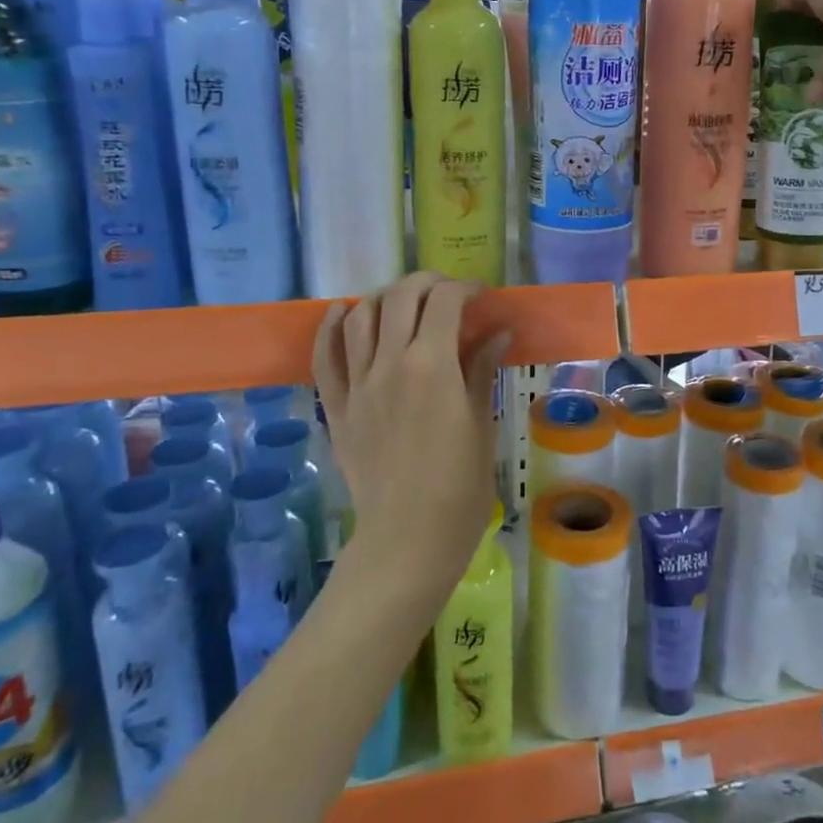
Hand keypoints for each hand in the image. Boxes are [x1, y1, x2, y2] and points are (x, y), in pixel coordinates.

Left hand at [312, 273, 509, 597]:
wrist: (408, 538)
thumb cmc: (460, 487)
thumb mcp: (482, 424)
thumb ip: (482, 371)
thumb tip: (498, 332)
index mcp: (432, 366)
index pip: (444, 302)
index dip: (464, 289)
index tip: (480, 297)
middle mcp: (390, 363)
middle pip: (401, 297)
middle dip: (427, 283)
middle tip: (447, 293)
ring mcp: (358, 384)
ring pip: (360, 316)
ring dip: (384, 298)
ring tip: (404, 303)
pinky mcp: (337, 407)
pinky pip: (324, 356)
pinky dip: (331, 326)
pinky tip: (340, 312)